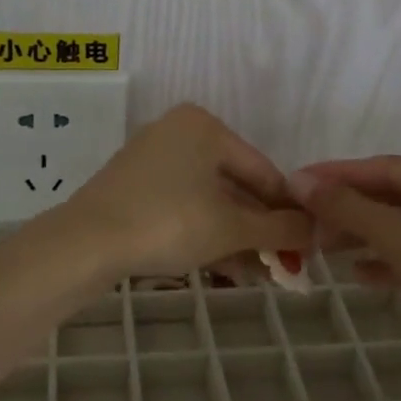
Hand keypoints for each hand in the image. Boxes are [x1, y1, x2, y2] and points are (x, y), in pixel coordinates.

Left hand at [65, 104, 312, 280]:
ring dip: (235, 237)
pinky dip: (204, 232)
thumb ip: (278, 228)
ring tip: (257, 274)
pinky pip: (182, 206)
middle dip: (259, 229)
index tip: (306, 244)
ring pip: (208, 200)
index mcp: (205, 126)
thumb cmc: (169, 222)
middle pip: (234, 186)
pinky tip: (223, 265)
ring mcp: (152, 158)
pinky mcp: (133, 186)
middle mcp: (178, 132)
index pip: (262, 170)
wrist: (86, 243)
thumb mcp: (231, 228)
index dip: (287, 211)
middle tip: (281, 265)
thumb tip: (315, 230)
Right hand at [288, 157, 400, 392]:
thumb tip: (299, 180)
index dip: (338, 175)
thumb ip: (346, 206)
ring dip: (364, 237)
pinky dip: (388, 261)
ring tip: (322, 247)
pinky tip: (357, 274)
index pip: (387, 168)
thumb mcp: (399, 234)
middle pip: (396, 198)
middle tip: (304, 220)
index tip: (295, 181)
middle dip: (350, 210)